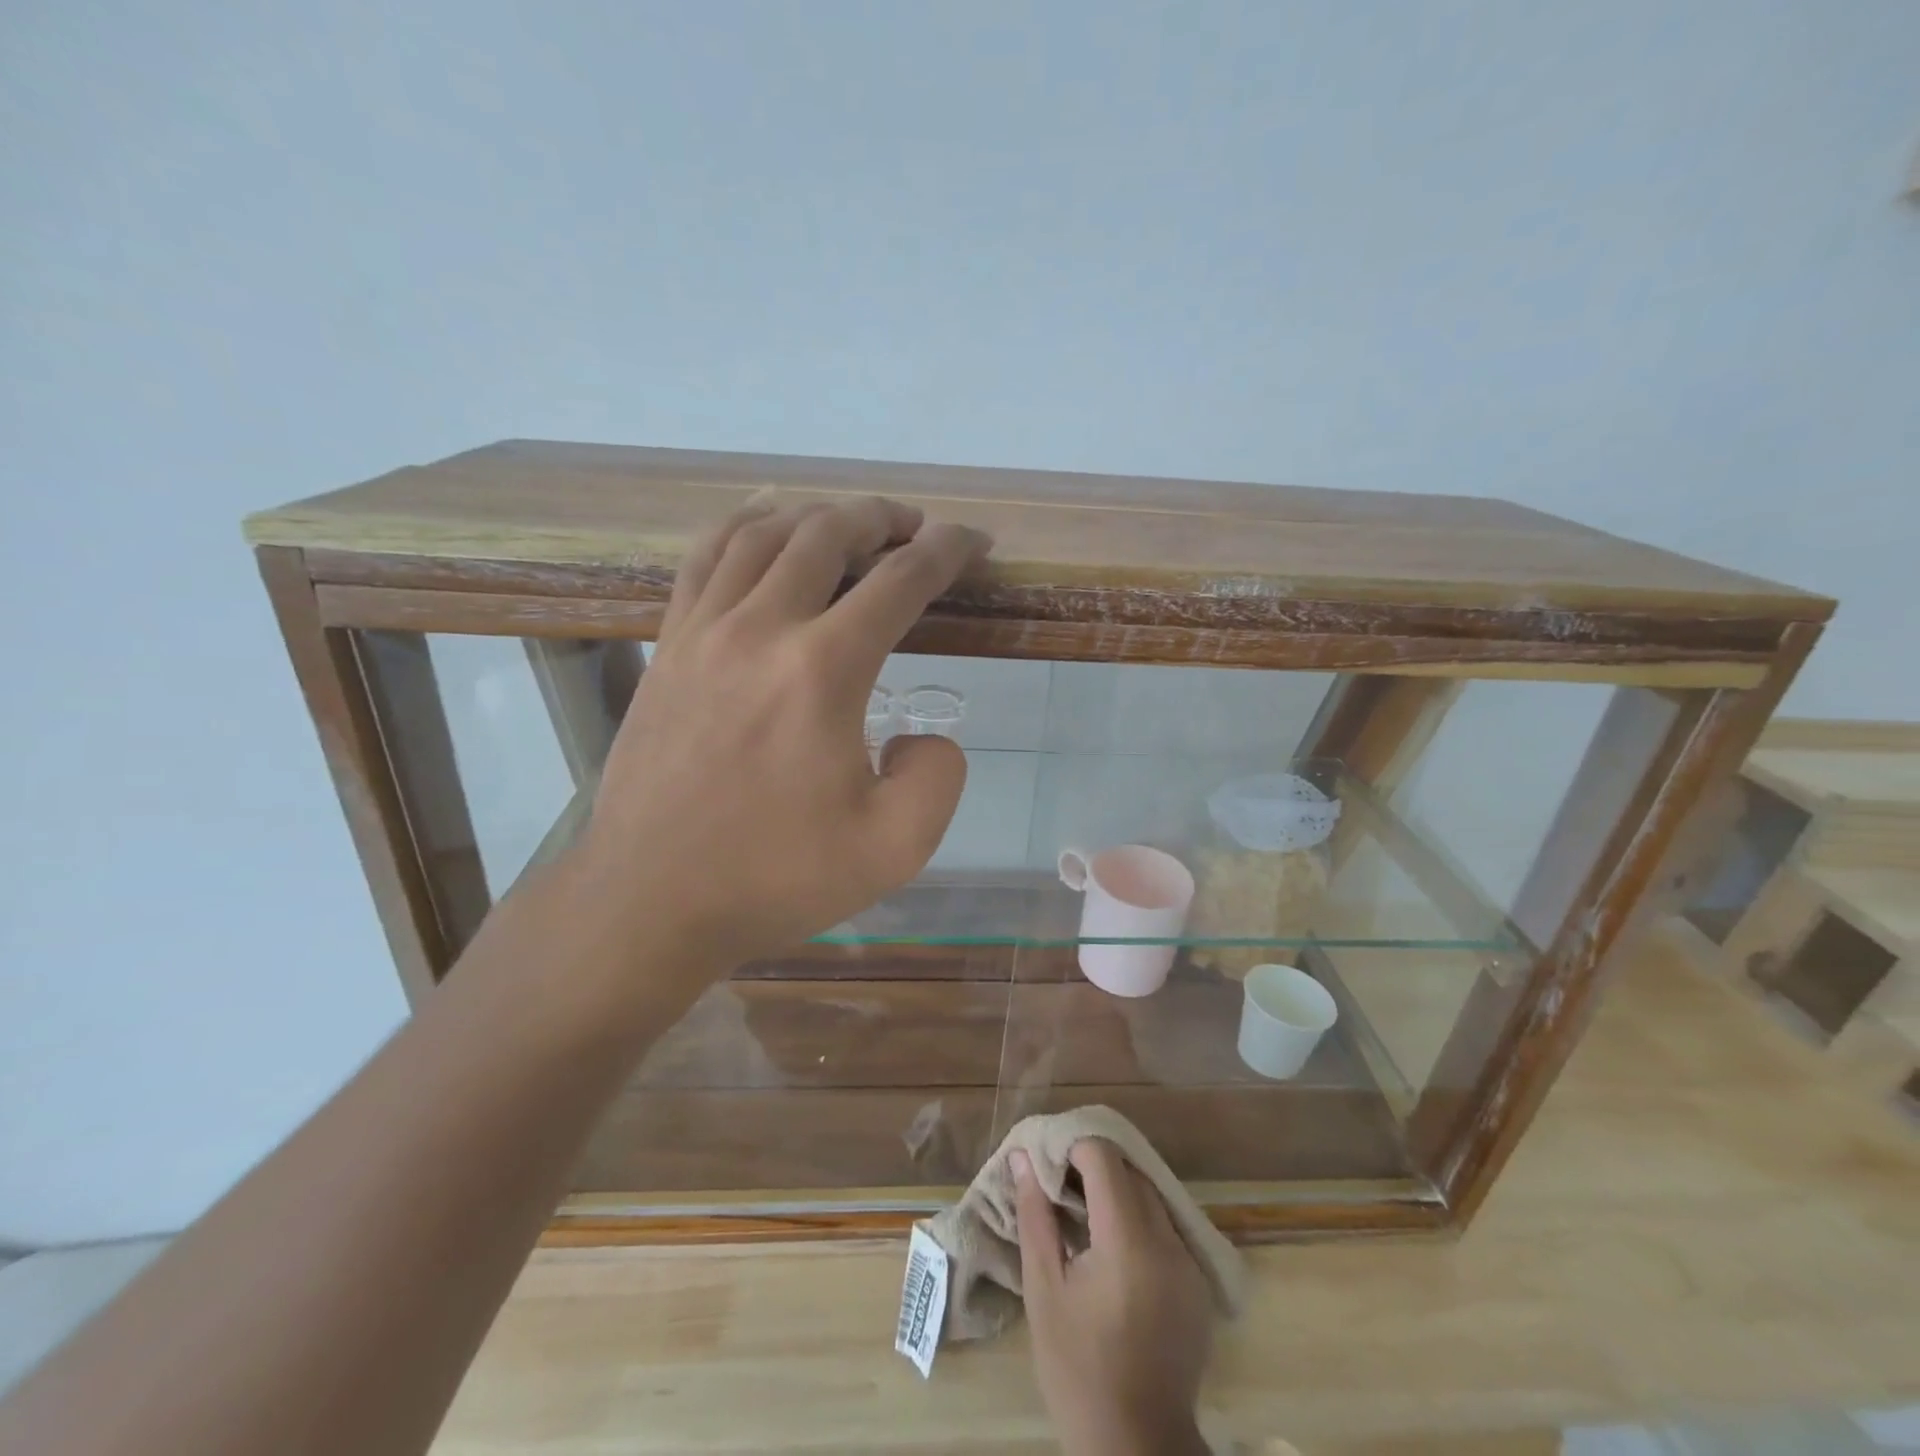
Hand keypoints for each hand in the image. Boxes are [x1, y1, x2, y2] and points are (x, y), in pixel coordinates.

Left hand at [568, 494, 989, 987]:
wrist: (650, 899)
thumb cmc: (774, 876)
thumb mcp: (893, 848)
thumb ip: (938, 779)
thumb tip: (922, 735)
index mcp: (822, 670)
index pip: (899, 581)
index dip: (946, 551)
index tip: (972, 542)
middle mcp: (760, 628)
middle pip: (827, 534)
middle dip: (882, 519)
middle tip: (914, 528)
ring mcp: (702, 630)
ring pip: (763, 534)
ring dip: (816, 515)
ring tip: (847, 524)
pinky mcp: (667, 646)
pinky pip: (703, 558)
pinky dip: (743, 528)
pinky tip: (762, 532)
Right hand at [1013, 1140, 1213, 1455]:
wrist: (1138, 1447)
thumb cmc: (1078, 1369)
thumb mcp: (1044, 1290)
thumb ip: (1036, 1215)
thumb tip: (1024, 1157)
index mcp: (1129, 1241)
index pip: (1104, 1158)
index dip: (1073, 1149)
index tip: (1049, 1164)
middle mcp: (1168, 1241)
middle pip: (1131, 1171)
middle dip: (1094, 1167)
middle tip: (1060, 1187)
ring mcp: (1190, 1262)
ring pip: (1152, 1195)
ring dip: (1118, 1191)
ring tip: (1083, 1215)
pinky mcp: (1199, 1282)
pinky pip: (1167, 1226)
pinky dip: (1139, 1220)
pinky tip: (1114, 1249)